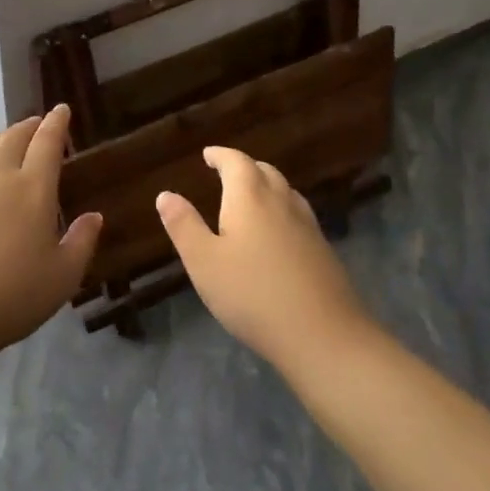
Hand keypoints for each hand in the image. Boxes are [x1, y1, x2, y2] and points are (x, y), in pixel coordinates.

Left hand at [0, 105, 102, 355]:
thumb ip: (82, 242)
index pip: (47, 142)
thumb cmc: (12, 296)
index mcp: (33, 189)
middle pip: (13, 137)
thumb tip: (94, 216)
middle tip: (35, 124)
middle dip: (28, 126)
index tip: (61, 110)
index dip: (56, 123)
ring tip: (3, 141)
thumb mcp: (63, 277)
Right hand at [156, 147, 375, 368]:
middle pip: (265, 172)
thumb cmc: (252, 294)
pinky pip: (298, 216)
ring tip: (250, 197)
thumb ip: (184, 225)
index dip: (221, 155)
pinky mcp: (323, 252)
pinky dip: (281, 210)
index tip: (208, 154)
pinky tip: (277, 233)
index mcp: (250, 199)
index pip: (237, 163)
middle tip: (226, 172)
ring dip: (266, 186)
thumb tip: (166, 194)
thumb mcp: (203, 262)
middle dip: (244, 167)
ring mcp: (308, 227)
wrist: (323, 336)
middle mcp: (282, 204)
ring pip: (286, 192)